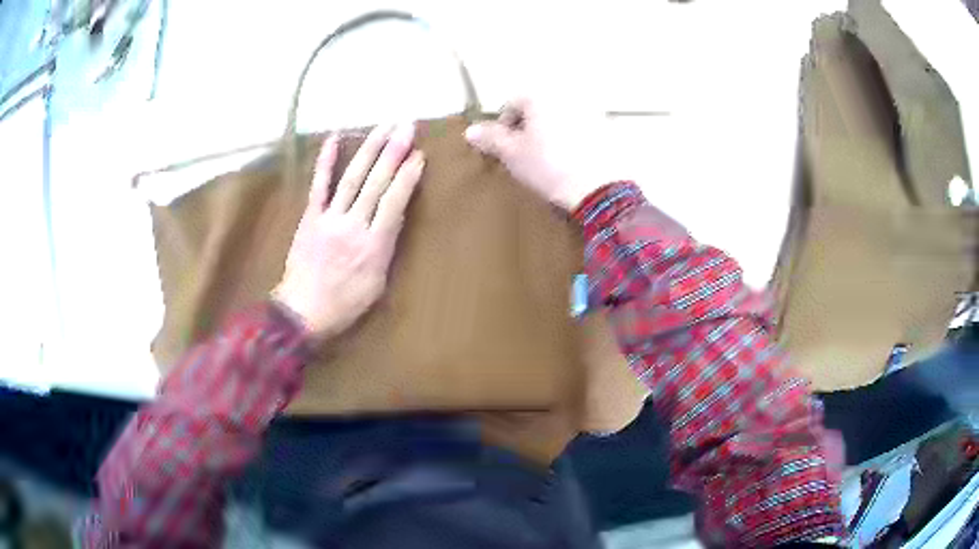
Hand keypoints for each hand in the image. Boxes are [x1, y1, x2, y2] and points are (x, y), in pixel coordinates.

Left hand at [273, 124, 423, 339]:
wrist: (302, 312)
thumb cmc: (345, 304)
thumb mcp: (377, 284)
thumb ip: (386, 248)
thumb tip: (394, 217)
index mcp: (374, 246)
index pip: (395, 202)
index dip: (408, 176)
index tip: (419, 154)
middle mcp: (354, 226)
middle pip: (376, 183)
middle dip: (394, 152)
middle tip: (407, 126)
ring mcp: (329, 219)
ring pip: (353, 178)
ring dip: (370, 149)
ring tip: (384, 126)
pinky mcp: (310, 217)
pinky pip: (319, 185)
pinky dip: (327, 160)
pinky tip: (336, 138)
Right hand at [464, 97, 608, 210]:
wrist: (598, 188)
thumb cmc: (548, 166)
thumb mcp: (512, 154)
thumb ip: (491, 138)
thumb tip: (470, 130)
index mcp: (539, 96)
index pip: (511, 103)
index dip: (503, 126)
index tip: (505, 149)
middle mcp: (565, 95)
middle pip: (538, 107)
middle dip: (529, 127)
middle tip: (526, 154)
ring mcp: (589, 109)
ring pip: (560, 117)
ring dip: (551, 131)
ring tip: (549, 158)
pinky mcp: (607, 127)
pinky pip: (581, 127)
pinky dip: (573, 138)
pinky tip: (572, 160)